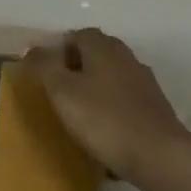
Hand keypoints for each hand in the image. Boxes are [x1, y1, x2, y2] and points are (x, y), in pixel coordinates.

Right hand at [22, 28, 190, 188]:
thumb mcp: (62, 91)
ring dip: (95, 85)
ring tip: (78, 109)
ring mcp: (144, 81)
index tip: (45, 70)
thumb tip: (32, 47)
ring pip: (112, 74)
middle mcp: (126, 57)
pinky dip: (111, 105)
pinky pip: (125, 97)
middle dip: (76, 65)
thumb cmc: (103, 119)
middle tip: (58, 89)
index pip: (78, 35)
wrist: (158, 155)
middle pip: (97, 52)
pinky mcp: (155, 106)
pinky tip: (104, 127)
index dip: (59, 49)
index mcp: (103, 47)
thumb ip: (44, 65)